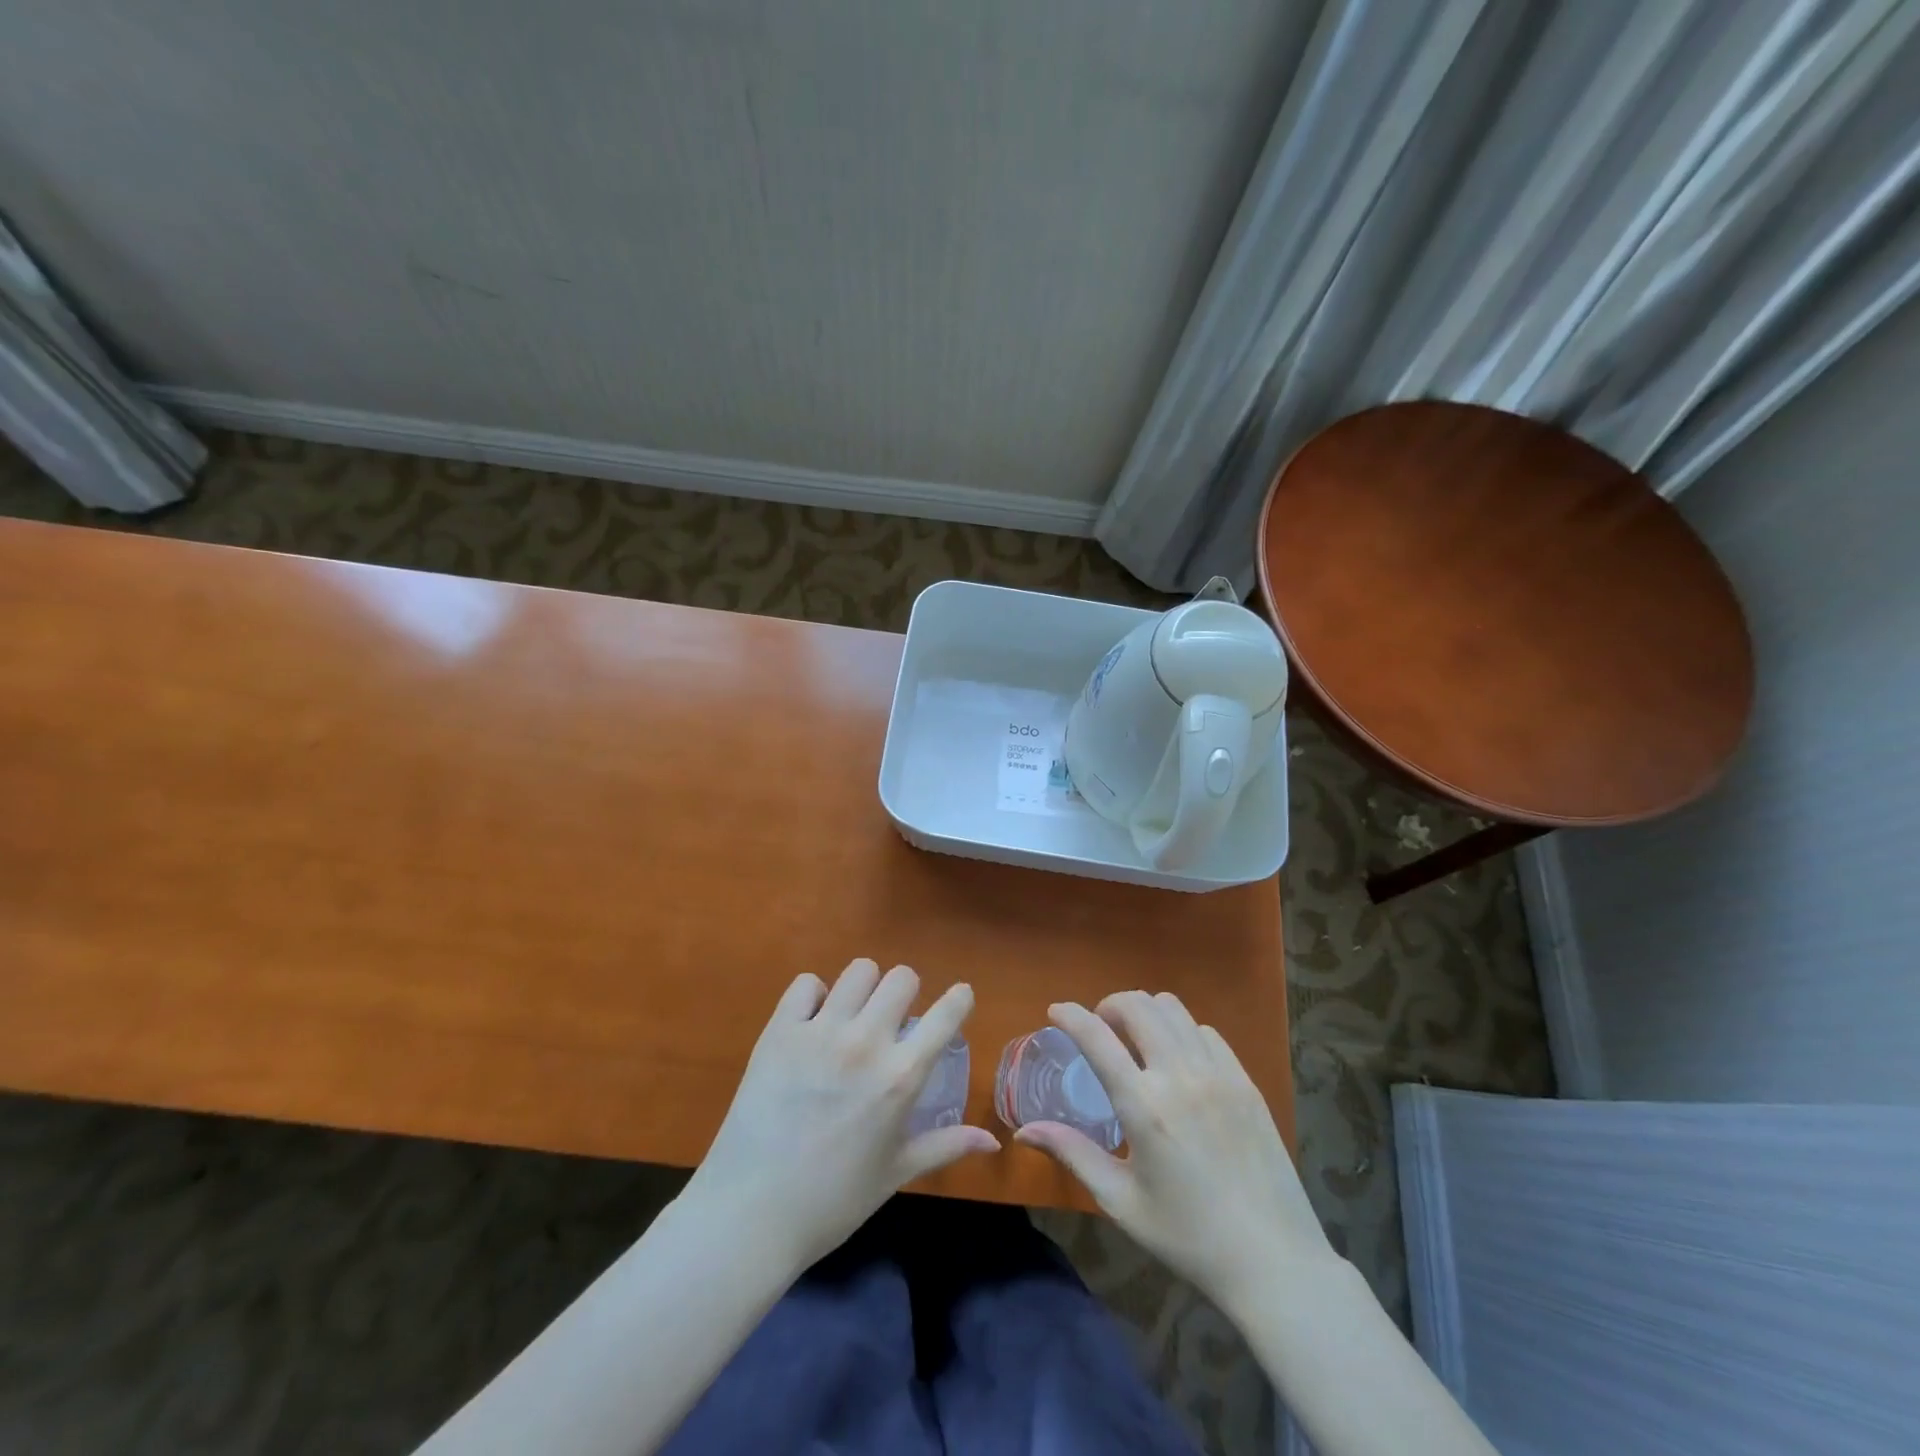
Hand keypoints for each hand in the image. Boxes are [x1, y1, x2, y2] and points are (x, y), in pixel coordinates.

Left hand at [684, 958, 999, 1273]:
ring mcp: (820, 1032)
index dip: (959, 999)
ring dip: (864, 989)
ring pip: (858, 971)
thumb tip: (992, 1140)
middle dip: (905, 993)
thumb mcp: (895, 1174)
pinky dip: (814, 996)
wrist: (750, 1214)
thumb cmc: (831, 1201)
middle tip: (893, 1018)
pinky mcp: (779, 1030)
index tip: (959, 996)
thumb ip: (945, 1146)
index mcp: (900, 1078)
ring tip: (853, 1015)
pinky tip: (812, 1022)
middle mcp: (865, 1043)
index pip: (945, 1015)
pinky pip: (806, 984)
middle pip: (901, 978)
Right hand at [1014, 991, 1331, 1305]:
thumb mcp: (1121, 1201)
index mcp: (1144, 1107)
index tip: (1055, 1011)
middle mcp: (1180, 1076)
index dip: (1070, 1015)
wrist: (1274, 1262)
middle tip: (1100, 1030)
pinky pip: (1206, 1032)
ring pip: (1173, 1009)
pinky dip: (1181, 1031)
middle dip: (1109, 1006)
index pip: (1097, 1037)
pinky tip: (1178, 1061)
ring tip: (1137, 1040)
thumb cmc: (1188, 1237)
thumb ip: (1072, 1153)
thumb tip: (1025, 1130)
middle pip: (1137, 1005)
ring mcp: (1218, 1074)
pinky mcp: (1245, 1081)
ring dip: (1145, 1012)